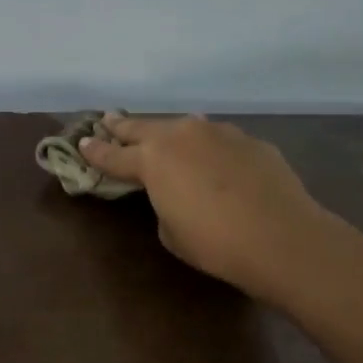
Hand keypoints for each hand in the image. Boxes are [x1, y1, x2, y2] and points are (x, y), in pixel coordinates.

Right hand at [78, 114, 329, 301]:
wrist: (280, 237)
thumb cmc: (215, 243)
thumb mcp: (171, 232)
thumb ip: (163, 204)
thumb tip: (174, 193)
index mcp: (153, 160)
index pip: (114, 155)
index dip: (95, 151)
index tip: (82, 143)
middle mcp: (182, 136)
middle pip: (144, 127)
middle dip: (123, 126)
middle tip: (108, 120)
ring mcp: (219, 133)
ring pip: (184, 127)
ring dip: (168, 131)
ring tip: (161, 135)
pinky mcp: (249, 140)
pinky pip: (218, 140)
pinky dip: (207, 147)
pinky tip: (214, 159)